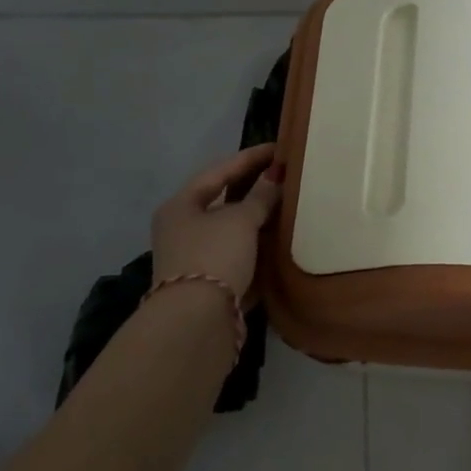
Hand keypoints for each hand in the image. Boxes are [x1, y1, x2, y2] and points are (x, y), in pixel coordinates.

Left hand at [150, 143, 282, 302]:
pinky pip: (238, 256)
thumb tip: (275, 175)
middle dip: (255, 190)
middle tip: (285, 176)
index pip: (219, 171)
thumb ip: (261, 196)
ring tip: (290, 207)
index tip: (280, 148)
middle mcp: (182, 229)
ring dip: (258, 221)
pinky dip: (258, 249)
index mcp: (181, 206)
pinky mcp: (210, 285)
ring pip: (232, 231)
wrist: (195, 322)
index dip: (250, 158)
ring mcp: (194, 259)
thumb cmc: (214, 256)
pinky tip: (281, 243)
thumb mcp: (240, 220)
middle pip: (223, 202)